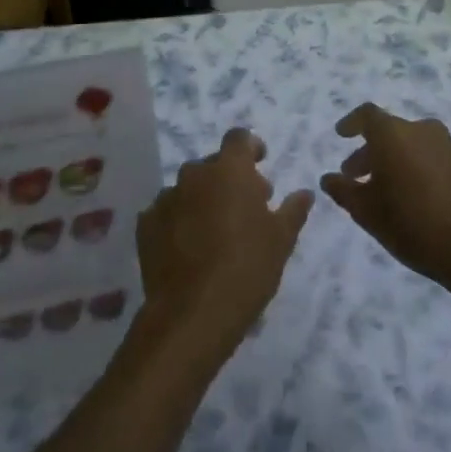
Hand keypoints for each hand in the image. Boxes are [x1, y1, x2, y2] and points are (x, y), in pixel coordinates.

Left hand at [136, 129, 311, 360]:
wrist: (192, 313)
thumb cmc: (247, 269)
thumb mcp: (281, 241)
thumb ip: (292, 210)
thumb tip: (304, 193)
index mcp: (229, 169)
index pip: (239, 138)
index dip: (251, 147)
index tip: (260, 164)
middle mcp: (194, 174)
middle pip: (214, 165)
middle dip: (230, 179)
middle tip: (245, 209)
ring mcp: (166, 197)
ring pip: (189, 189)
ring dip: (203, 200)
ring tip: (215, 233)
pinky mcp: (146, 224)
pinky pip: (168, 212)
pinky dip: (179, 220)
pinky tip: (189, 248)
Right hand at [320, 103, 450, 291]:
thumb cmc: (413, 226)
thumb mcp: (367, 213)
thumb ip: (343, 190)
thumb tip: (329, 178)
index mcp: (394, 134)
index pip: (367, 115)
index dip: (352, 123)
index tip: (341, 136)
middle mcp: (423, 130)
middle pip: (390, 131)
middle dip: (371, 151)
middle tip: (357, 176)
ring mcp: (450, 146)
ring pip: (413, 144)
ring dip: (396, 160)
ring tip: (387, 190)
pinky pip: (434, 157)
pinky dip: (420, 168)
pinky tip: (417, 197)